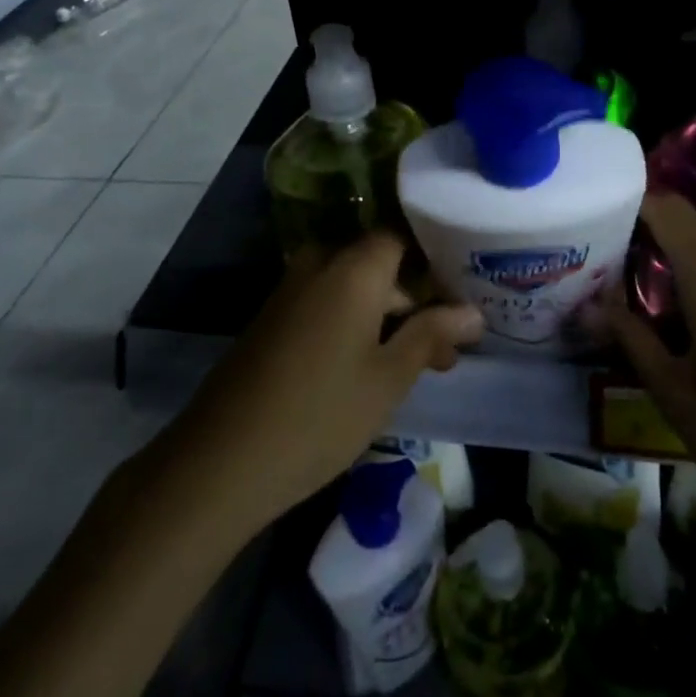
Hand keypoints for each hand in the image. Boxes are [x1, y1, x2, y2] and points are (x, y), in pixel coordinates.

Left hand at [177, 232, 484, 530]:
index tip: (462, 299)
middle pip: (380, 265)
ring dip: (388, 318)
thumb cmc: (321, 413)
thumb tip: (473, 313)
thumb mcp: (389, 377)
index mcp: (354, 266)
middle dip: (416, 303)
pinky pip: (328, 304)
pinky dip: (355, 324)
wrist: (222, 459)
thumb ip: (432, 335)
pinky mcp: (274, 316)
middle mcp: (321, 263)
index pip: (404, 237)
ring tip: (416, 369)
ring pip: (355, 287)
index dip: (436, 264)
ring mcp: (292, 289)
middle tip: (447, 353)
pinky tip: (371, 368)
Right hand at [585, 193, 695, 575]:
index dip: (629, 208)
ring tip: (668, 331)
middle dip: (654, 258)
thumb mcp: (679, 399)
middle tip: (624, 299)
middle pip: (692, 235)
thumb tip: (593, 303)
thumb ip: (632, 338)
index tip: (598, 237)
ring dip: (691, 282)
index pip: (665, 205)